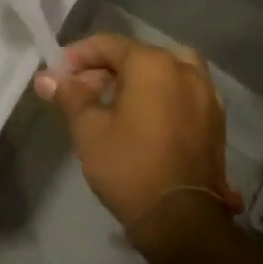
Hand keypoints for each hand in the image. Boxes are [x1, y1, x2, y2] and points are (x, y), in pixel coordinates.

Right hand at [32, 34, 242, 233]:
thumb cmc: (129, 166)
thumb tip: (46, 78)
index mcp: (153, 64)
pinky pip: (181, 92)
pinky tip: (142, 119)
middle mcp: (185, 69)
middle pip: (137, 56)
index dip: (78, 56)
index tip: (58, 75)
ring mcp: (206, 94)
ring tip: (112, 103)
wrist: (181, 219)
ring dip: (135, 80)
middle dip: (105, 69)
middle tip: (80, 91)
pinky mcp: (215, 120)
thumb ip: (69, 96)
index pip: (108, 44)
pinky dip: (160, 95)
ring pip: (164, 72)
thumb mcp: (88, 129)